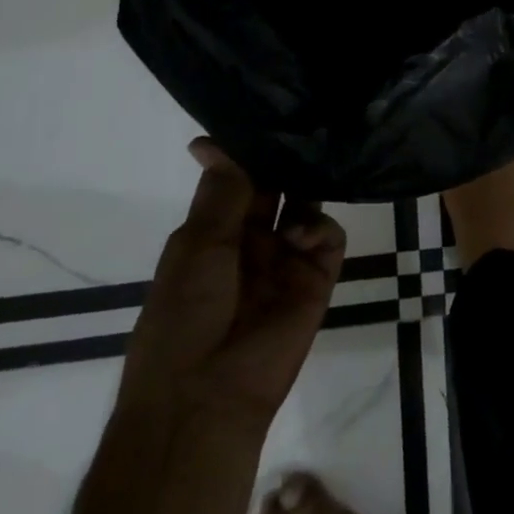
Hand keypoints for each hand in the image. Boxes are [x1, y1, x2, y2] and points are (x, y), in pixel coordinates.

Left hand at [119, 139, 346, 431]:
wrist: (206, 397)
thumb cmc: (185, 316)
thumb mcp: (196, 246)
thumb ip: (220, 191)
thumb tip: (210, 139)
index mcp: (213, 232)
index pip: (236, 178)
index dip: (246, 150)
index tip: (264, 116)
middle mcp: (251, 240)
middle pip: (275, 186)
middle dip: (284, 161)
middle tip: (304, 128)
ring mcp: (285, 258)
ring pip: (304, 204)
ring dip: (306, 187)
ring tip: (309, 175)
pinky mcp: (316, 278)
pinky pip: (328, 237)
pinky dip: (319, 227)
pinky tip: (301, 234)